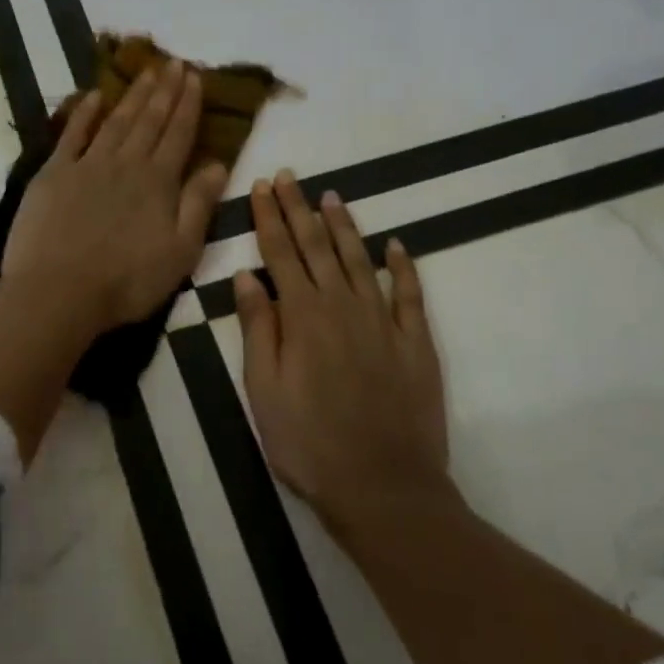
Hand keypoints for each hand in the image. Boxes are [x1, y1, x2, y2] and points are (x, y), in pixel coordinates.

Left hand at [3, 58, 228, 333]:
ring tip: (146, 71)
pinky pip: (71, 135)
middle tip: (175, 62)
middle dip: (165, 90)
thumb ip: (199, 204)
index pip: (179, 134)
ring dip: (133, 95)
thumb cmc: (126, 281)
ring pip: (116, 121)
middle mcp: (125, 164)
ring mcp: (86, 165)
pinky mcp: (53, 174)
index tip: (195, 76)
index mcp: (158, 182)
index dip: (188, 104)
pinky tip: (94, 96)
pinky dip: (83, 113)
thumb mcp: (180, 251)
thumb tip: (218, 163)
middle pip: (149, 120)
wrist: (58, 291)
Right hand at [234, 172, 453, 535]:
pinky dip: (401, 266)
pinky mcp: (415, 342)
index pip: (281, 253)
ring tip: (331, 197)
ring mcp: (383, 321)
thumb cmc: (308, 442)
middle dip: (300, 208)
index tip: (262, 186)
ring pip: (358, 260)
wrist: (383, 486)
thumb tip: (248, 276)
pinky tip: (395, 246)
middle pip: (317, 246)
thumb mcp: (263, 390)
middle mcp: (342, 306)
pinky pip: (408, 293)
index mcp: (302, 316)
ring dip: (343, 226)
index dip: (269, 218)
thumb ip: (258, 328)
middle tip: (290, 177)